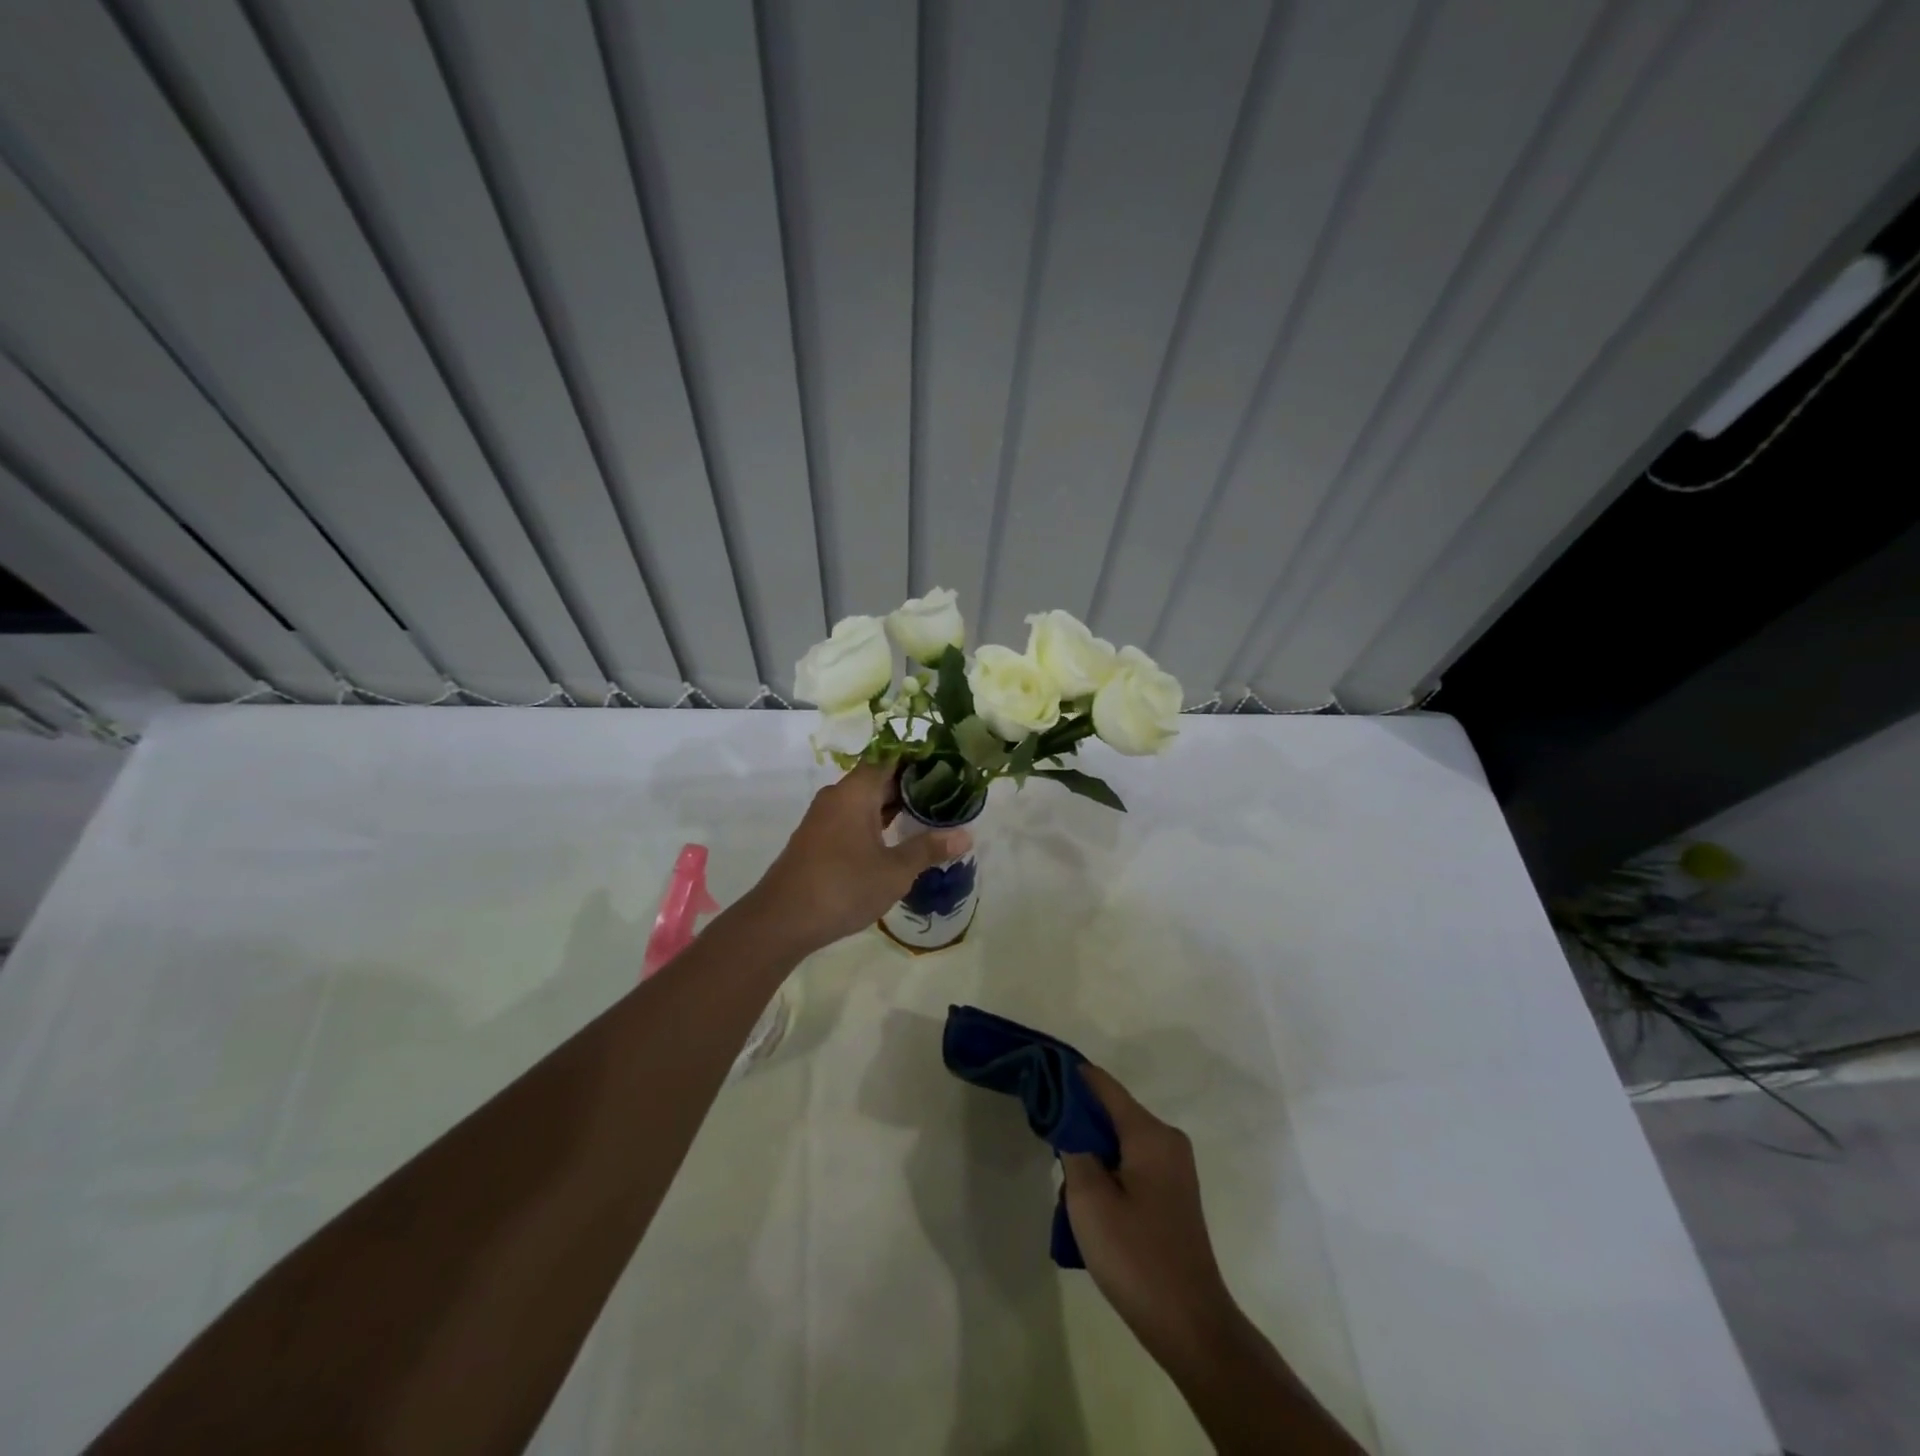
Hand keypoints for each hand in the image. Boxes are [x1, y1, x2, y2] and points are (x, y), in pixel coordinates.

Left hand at [750, 763, 971, 955]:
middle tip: (949, 794)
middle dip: (912, 785)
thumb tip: (967, 835)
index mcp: (855, 792)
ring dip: (895, 806)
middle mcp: (838, 796)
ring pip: (866, 800)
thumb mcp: (894, 871)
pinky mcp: (818, 838)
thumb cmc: (843, 887)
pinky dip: (878, 821)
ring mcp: (825, 817)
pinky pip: (854, 817)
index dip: (921, 759)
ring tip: (931, 815)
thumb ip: (929, 849)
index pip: (892, 758)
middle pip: (879, 777)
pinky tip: (898, 838)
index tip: (949, 766)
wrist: (781, 920)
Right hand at [1061, 1066, 1240, 1369]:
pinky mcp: (1173, 1191)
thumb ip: (1074, 1146)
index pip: (1102, 1084)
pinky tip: (1088, 1196)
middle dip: (1077, 1119)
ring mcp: (1174, 1166)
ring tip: (1063, 1176)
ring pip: (1120, 1138)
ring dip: (1091, 1149)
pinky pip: (1132, 1160)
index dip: (1069, 1077)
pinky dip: (1107, 1166)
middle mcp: (1167, 1139)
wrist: (1190, 1325)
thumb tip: (1067, 1116)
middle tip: (1043, 1134)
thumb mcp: (1089, 1199)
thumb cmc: (1136, 1256)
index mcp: (1150, 1133)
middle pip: (1112, 1110)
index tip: (1038, 1075)